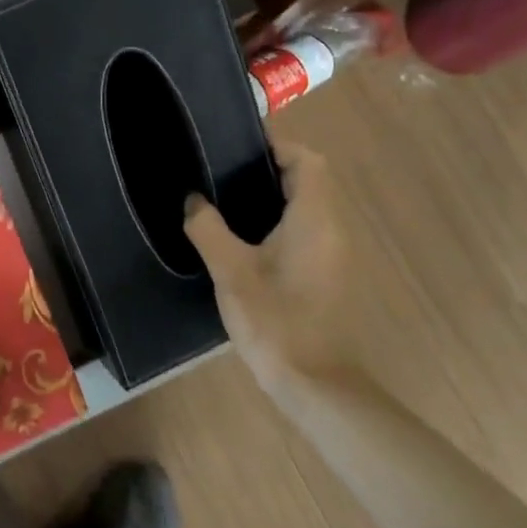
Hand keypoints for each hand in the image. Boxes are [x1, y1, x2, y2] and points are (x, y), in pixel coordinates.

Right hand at [183, 146, 344, 392]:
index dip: (277, 145)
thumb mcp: (231, 271)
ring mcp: (333, 255)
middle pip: (309, 180)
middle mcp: (332, 230)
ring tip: (224, 197)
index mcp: (314, 220)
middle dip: (268, 168)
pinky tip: (241, 238)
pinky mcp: (326, 275)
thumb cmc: (275, 320)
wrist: (315, 384)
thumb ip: (208, 228)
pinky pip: (304, 231)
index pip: (307, 161)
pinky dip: (277, 221)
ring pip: (307, 207)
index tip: (237, 144)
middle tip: (221, 169)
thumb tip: (193, 200)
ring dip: (272, 196)